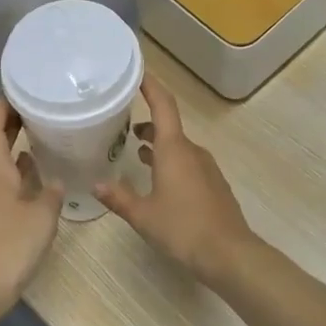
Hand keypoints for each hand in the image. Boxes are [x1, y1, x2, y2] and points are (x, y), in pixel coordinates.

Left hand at [0, 100, 63, 314]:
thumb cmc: (7, 247)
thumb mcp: (41, 218)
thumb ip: (51, 195)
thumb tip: (57, 181)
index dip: (1, 106)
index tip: (18, 90)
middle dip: (12, 125)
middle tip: (38, 111)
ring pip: (0, 168)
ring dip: (17, 152)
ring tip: (43, 143)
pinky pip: (4, 190)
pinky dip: (19, 179)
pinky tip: (36, 187)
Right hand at [94, 76, 256, 283]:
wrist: (229, 253)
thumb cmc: (183, 228)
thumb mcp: (143, 215)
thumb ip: (119, 198)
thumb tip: (96, 185)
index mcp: (174, 150)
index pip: (163, 106)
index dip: (151, 86)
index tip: (137, 72)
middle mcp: (192, 152)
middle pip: (169, 127)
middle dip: (147, 123)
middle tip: (122, 123)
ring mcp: (207, 168)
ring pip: (178, 147)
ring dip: (158, 146)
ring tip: (136, 152)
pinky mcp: (214, 185)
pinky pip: (188, 164)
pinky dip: (171, 162)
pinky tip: (159, 182)